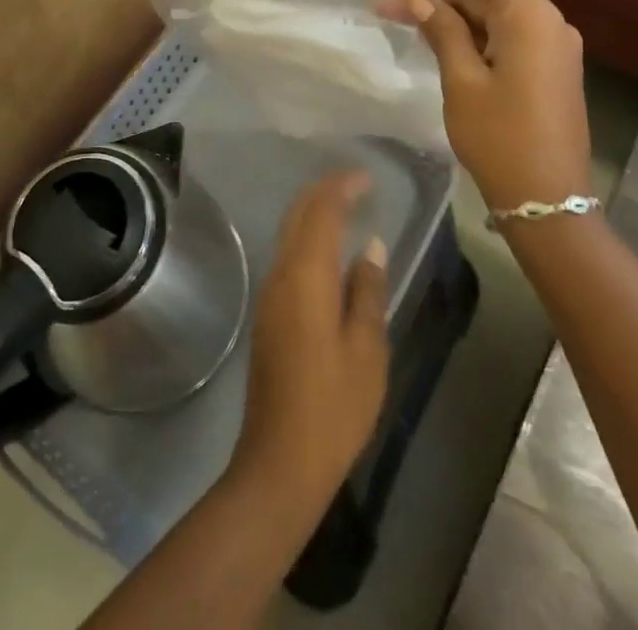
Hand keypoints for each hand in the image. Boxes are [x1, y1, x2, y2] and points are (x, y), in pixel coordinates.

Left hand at [228, 173, 388, 518]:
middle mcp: (280, 274)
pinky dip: (307, 238)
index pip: (320, 211)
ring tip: (347, 209)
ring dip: (314, 213)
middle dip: (324, 191)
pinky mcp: (267, 314)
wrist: (280, 461)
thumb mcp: (367, 350)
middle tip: (357, 185)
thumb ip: (367, 291)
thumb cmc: (333, 407)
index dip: (341, 186)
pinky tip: (329, 253)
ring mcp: (269, 294)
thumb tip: (370, 246)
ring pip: (289, 233)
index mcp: (306, 276)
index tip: (367, 177)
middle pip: (298, 214)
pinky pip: (287, 256)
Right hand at [380, 0, 590, 211]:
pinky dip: (476, 35)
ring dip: (456, 16)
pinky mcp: (549, 67)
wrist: (548, 202)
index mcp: (531, 15)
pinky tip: (448, 58)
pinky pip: (509, 33)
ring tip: (418, 40)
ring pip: (497, 8)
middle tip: (399, 18)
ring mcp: (553, 45)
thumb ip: (439, 29)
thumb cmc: (500, 138)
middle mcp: (548, 20)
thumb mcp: (461, 80)